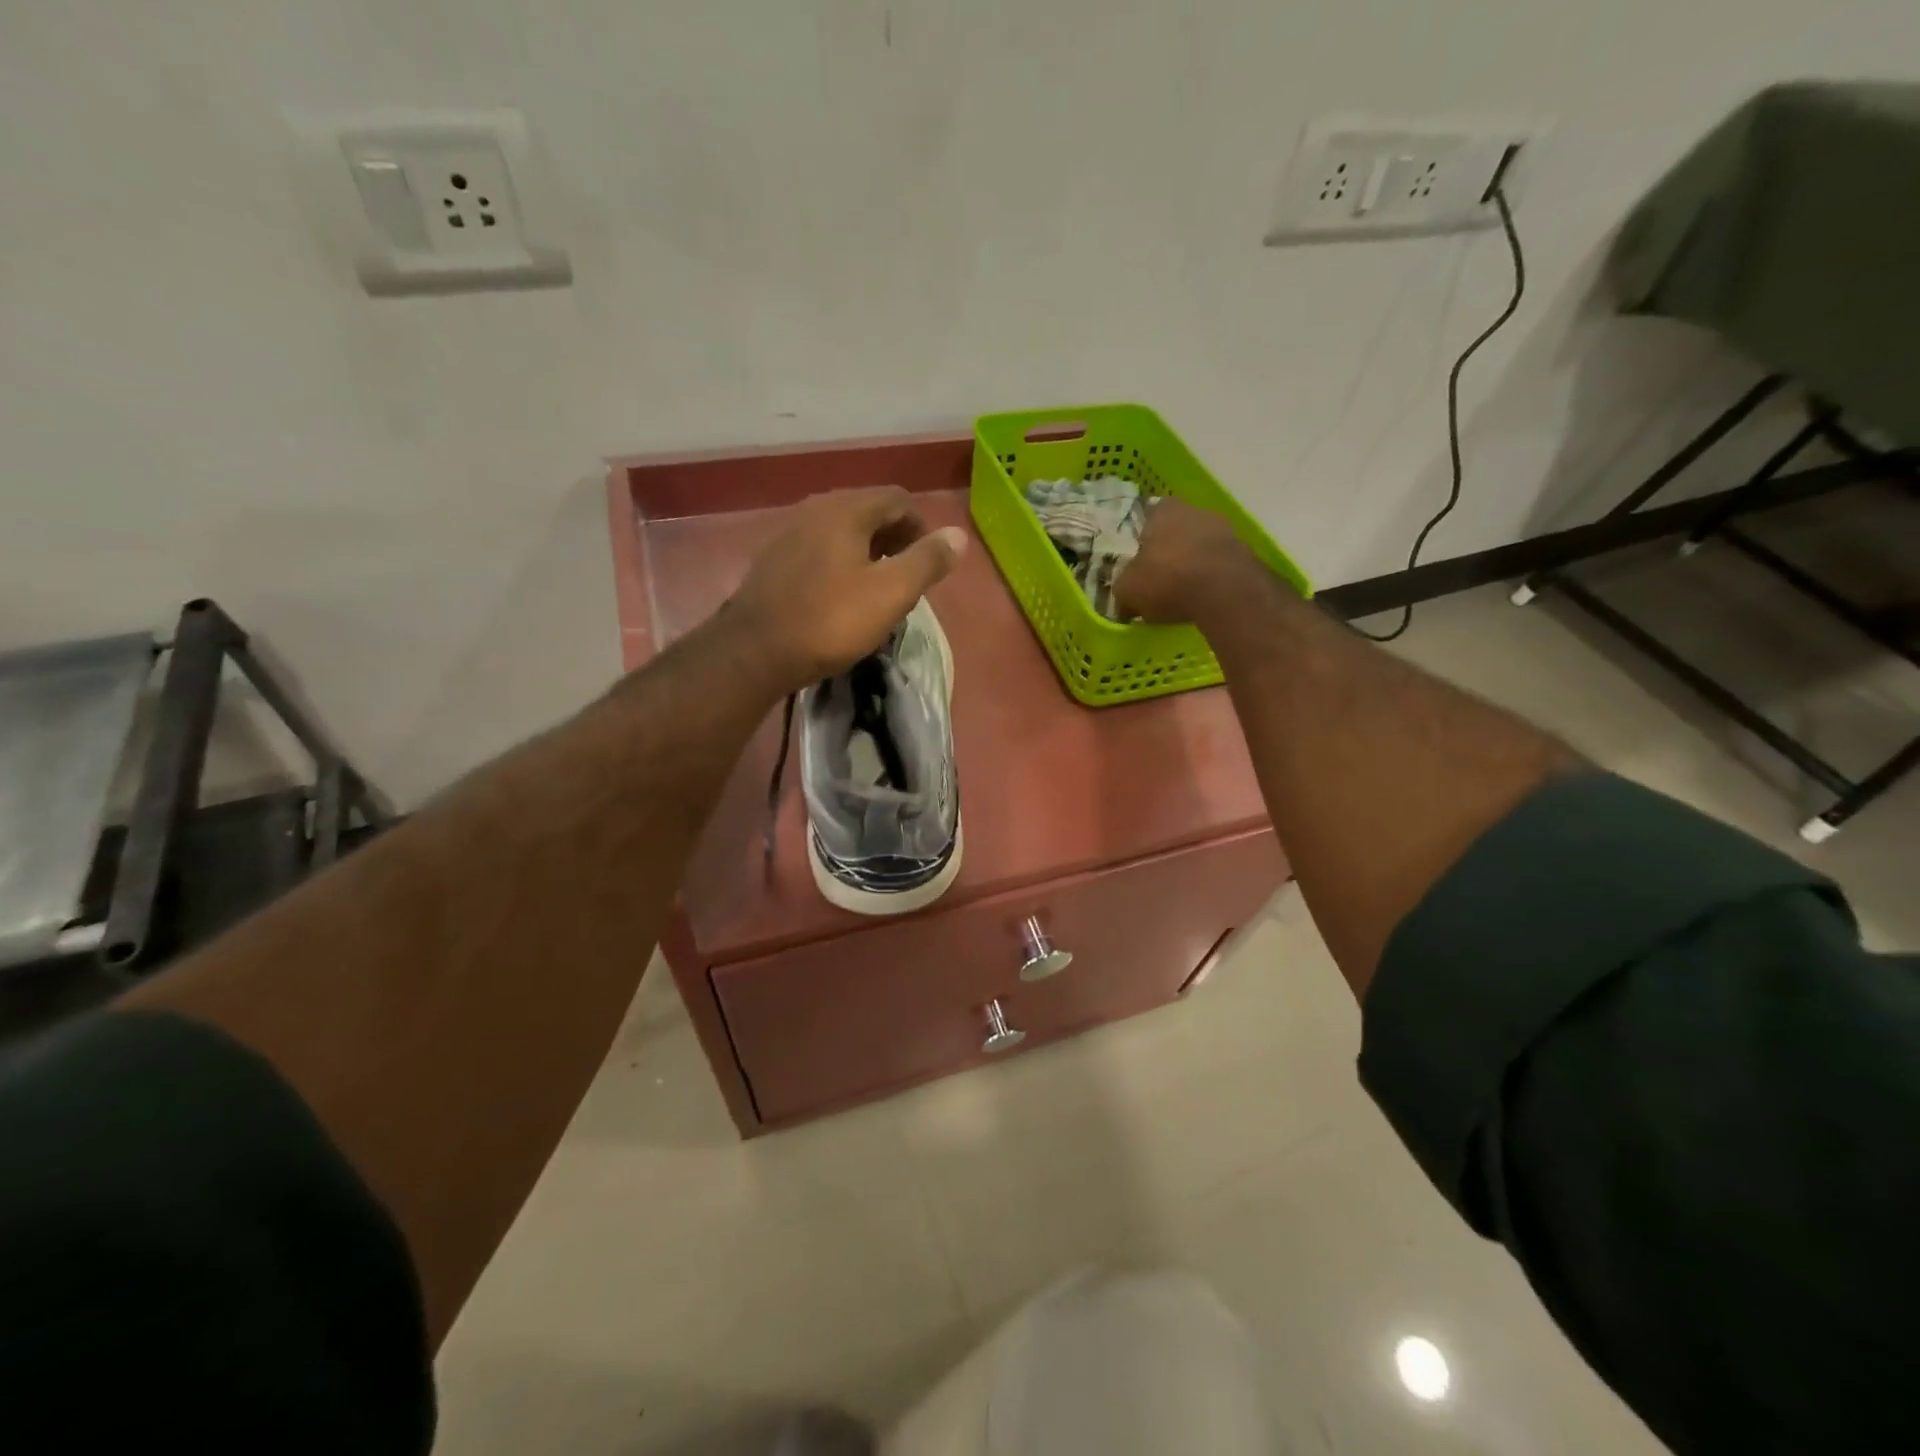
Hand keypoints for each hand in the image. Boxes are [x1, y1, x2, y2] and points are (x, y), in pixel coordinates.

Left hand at [724, 486, 966, 694]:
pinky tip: (842, 598)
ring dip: (869, 553)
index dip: (922, 527)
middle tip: (909, 579)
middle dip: (896, 540)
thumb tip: (958, 535)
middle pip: (869, 512)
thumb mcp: (891, 592)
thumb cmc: (830, 620)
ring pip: (843, 532)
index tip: (931, 564)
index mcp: (846, 510)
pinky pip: (820, 551)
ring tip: (880, 590)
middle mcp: (815, 510)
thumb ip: (928, 560)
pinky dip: (841, 564)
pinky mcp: (774, 562)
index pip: (898, 499)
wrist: (755, 652)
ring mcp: (789, 534)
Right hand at [1114, 497, 1262, 624]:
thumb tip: (1124, 597)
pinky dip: (1210, 578)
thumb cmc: (1167, 580)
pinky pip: (1218, 565)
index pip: (1145, 520)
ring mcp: (1224, 528)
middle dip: (1166, 554)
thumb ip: (1123, 587)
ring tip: (1180, 593)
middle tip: (1156, 581)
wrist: (1226, 592)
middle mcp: (1194, 510)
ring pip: (1198, 547)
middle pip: (1174, 532)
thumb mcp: (1127, 590)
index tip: (1136, 565)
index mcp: (1162, 509)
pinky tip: (1202, 598)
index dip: (1139, 543)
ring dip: (1190, 566)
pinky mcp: (1245, 552)